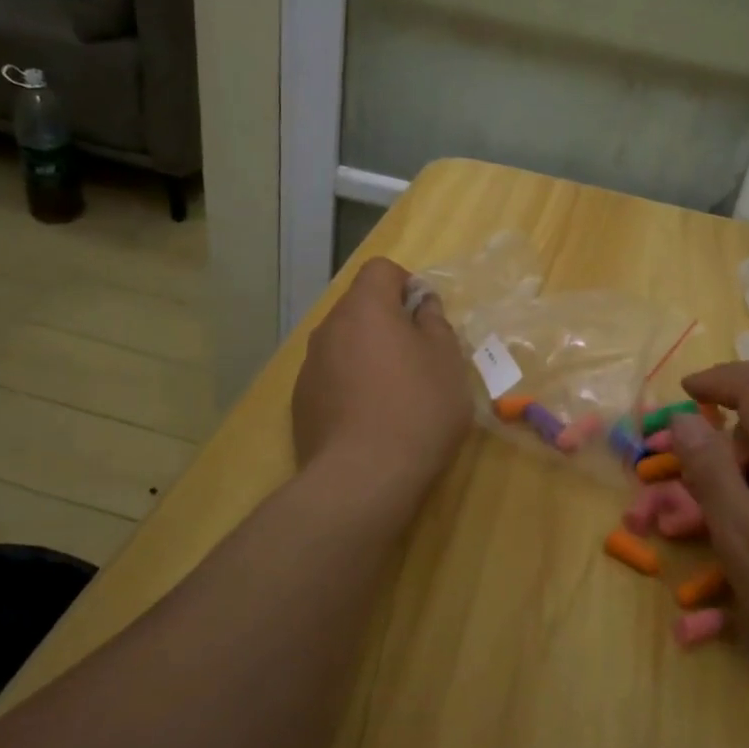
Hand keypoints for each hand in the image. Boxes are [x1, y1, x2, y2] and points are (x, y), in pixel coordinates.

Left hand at [292, 258, 473, 497]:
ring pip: (345, 344)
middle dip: (389, 322)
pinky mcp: (301, 402)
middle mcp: (329, 328)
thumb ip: (435, 323)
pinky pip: (332, 376)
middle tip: (419, 358)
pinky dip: (351, 384)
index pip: (381, 269)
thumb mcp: (447, 361)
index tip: (426, 317)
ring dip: (369, 354)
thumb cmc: (417, 409)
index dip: (407, 284)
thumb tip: (422, 305)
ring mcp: (310, 366)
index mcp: (365, 308)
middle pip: (360, 307)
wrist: (362, 478)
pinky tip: (370, 420)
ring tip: (395, 394)